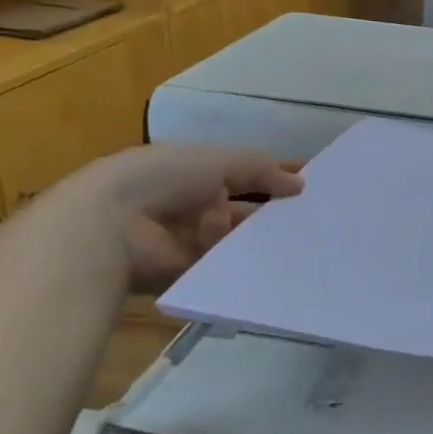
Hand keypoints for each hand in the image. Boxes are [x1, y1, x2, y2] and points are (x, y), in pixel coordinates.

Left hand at [66, 145, 303, 291]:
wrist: (111, 225)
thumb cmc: (164, 178)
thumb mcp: (218, 161)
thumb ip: (262, 170)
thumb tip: (300, 183)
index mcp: (198, 172)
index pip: (247, 172)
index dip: (277, 175)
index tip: (313, 182)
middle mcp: (196, 204)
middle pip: (246, 208)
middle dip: (277, 211)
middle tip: (321, 218)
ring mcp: (193, 240)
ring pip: (241, 238)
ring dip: (266, 238)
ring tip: (312, 242)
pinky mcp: (192, 272)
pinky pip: (228, 267)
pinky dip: (250, 266)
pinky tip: (285, 267)